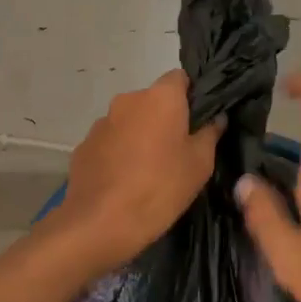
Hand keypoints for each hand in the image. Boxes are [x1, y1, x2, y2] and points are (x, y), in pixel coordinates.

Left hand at [58, 71, 221, 273]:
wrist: (101, 222)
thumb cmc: (160, 188)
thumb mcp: (199, 164)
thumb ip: (210, 134)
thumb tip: (216, 117)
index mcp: (160, 97)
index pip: (180, 78)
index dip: (191, 96)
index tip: (198, 121)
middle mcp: (128, 99)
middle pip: (153, 100)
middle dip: (165, 119)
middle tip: (178, 150)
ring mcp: (102, 121)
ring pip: (130, 121)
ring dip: (140, 135)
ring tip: (149, 170)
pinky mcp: (84, 145)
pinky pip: (110, 141)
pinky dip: (119, 152)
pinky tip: (125, 180)